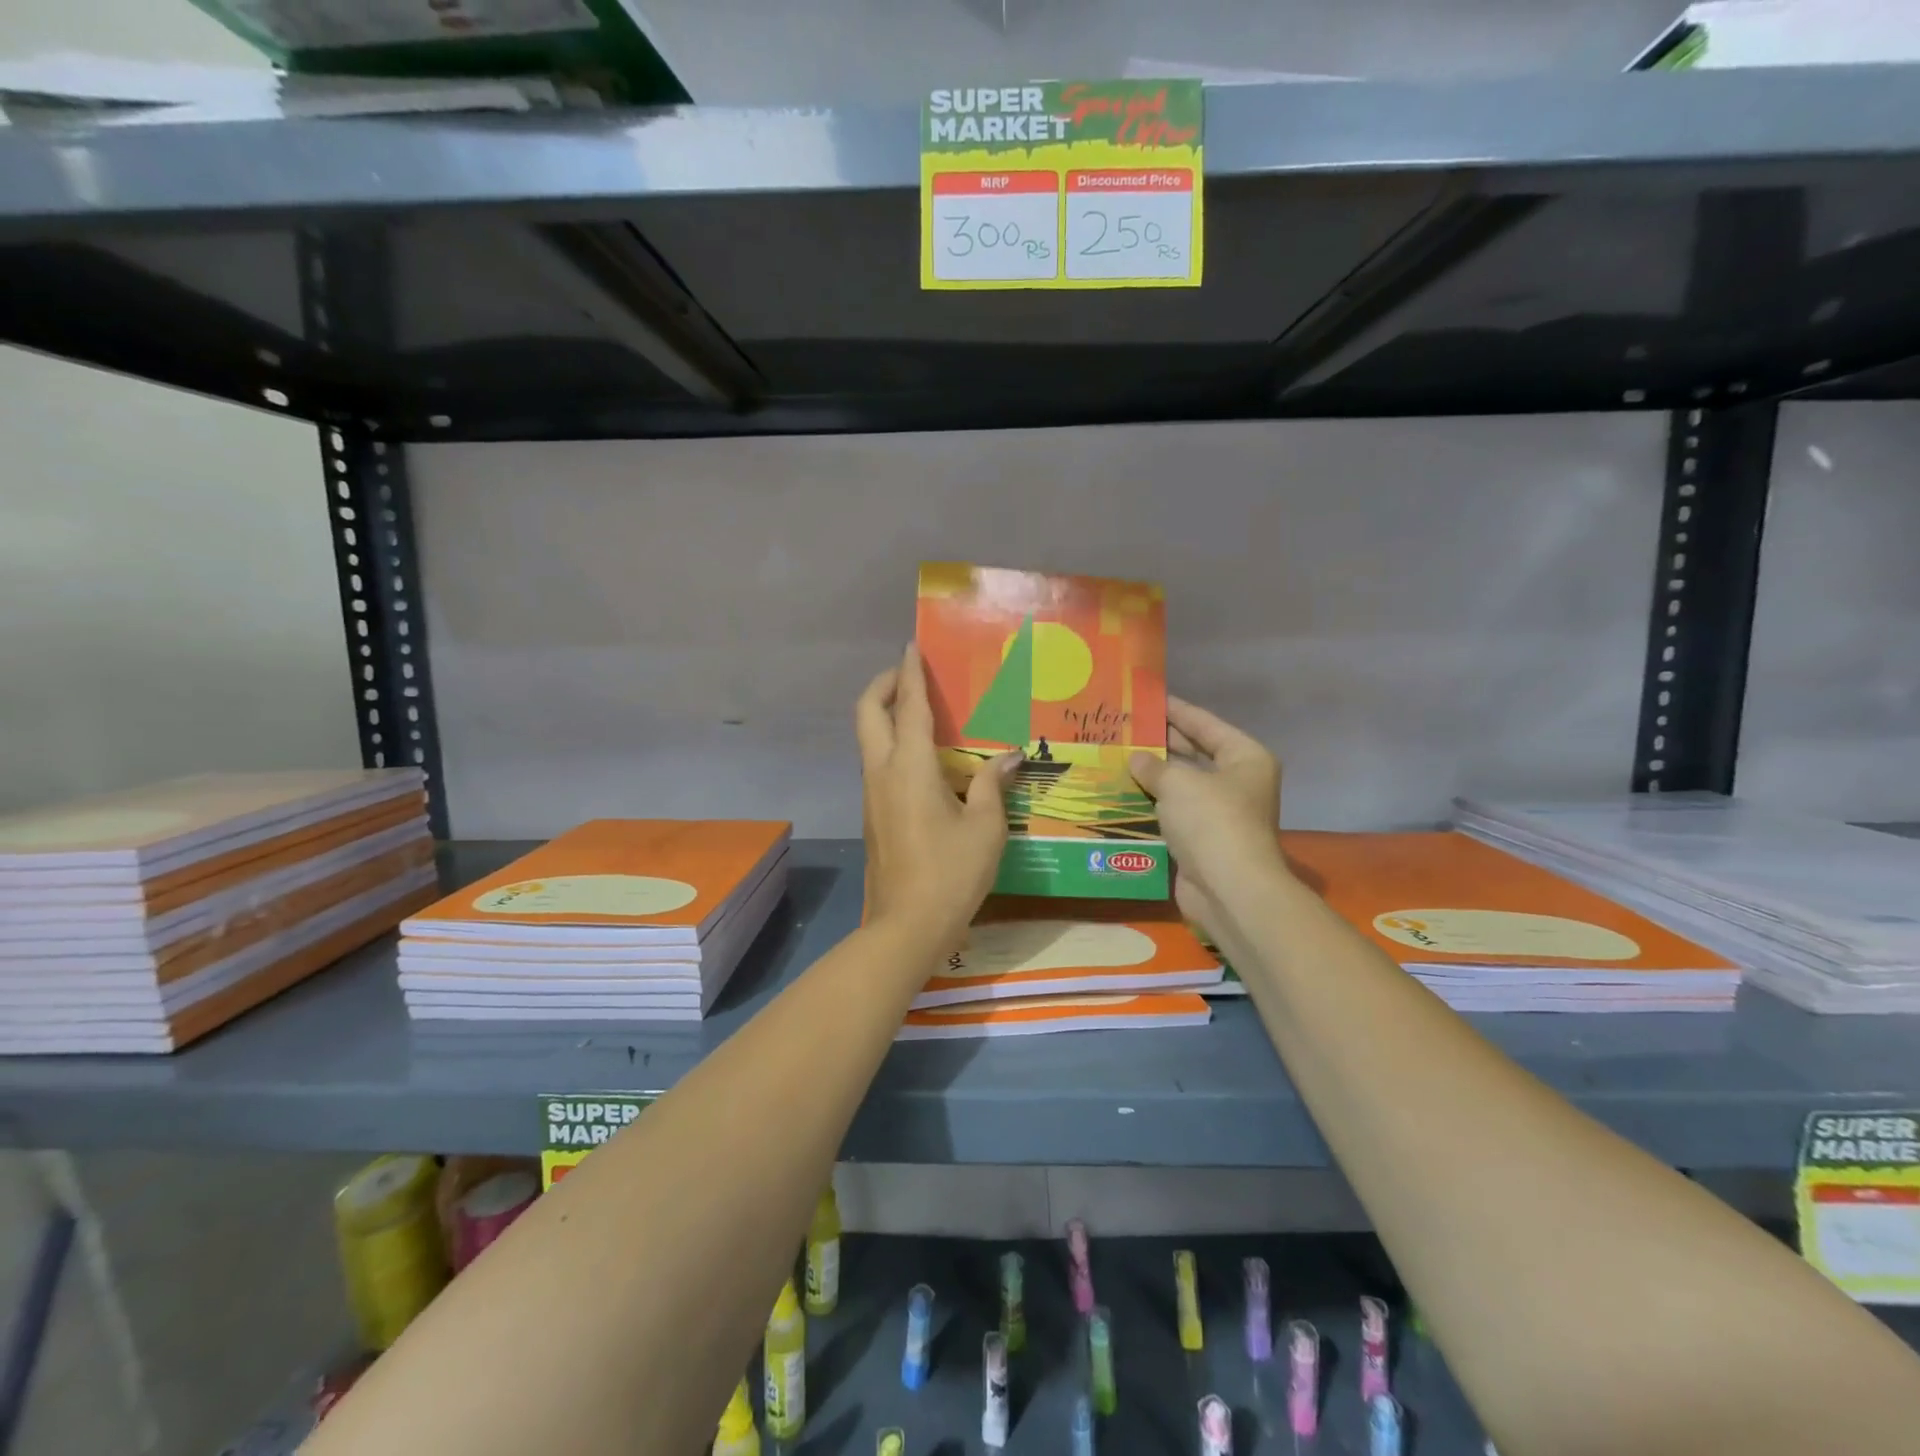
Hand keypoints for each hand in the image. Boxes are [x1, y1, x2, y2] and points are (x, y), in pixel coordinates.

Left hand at [857, 645, 1018, 950]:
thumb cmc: (951, 873)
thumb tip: (1008, 757)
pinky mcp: (873, 815)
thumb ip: (992, 786)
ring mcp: (872, 795)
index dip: (910, 673)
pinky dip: (893, 745)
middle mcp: (882, 772)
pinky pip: (878, 764)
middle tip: (910, 676)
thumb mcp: (985, 827)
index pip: (909, 707)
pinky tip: (926, 761)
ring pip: (869, 739)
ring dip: (887, 715)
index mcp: (910, 767)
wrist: (906, 926)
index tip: (911, 646)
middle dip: (884, 685)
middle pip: (868, 713)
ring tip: (923, 713)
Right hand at [1130, 697, 1286, 938]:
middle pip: (1193, 754)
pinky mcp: (1201, 841)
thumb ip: (1154, 766)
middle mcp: (1236, 783)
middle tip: (1123, 729)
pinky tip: (1120, 795)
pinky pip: (1171, 814)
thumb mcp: (1179, 782)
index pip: (1205, 724)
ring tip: (1114, 758)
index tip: (1147, 699)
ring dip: (1151, 777)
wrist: (1228, 889)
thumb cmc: (1212, 821)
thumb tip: (1137, 759)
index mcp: (1244, 758)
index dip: (1177, 710)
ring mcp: (1219, 814)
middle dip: (1160, 744)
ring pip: (1179, 787)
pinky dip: (1150, 806)